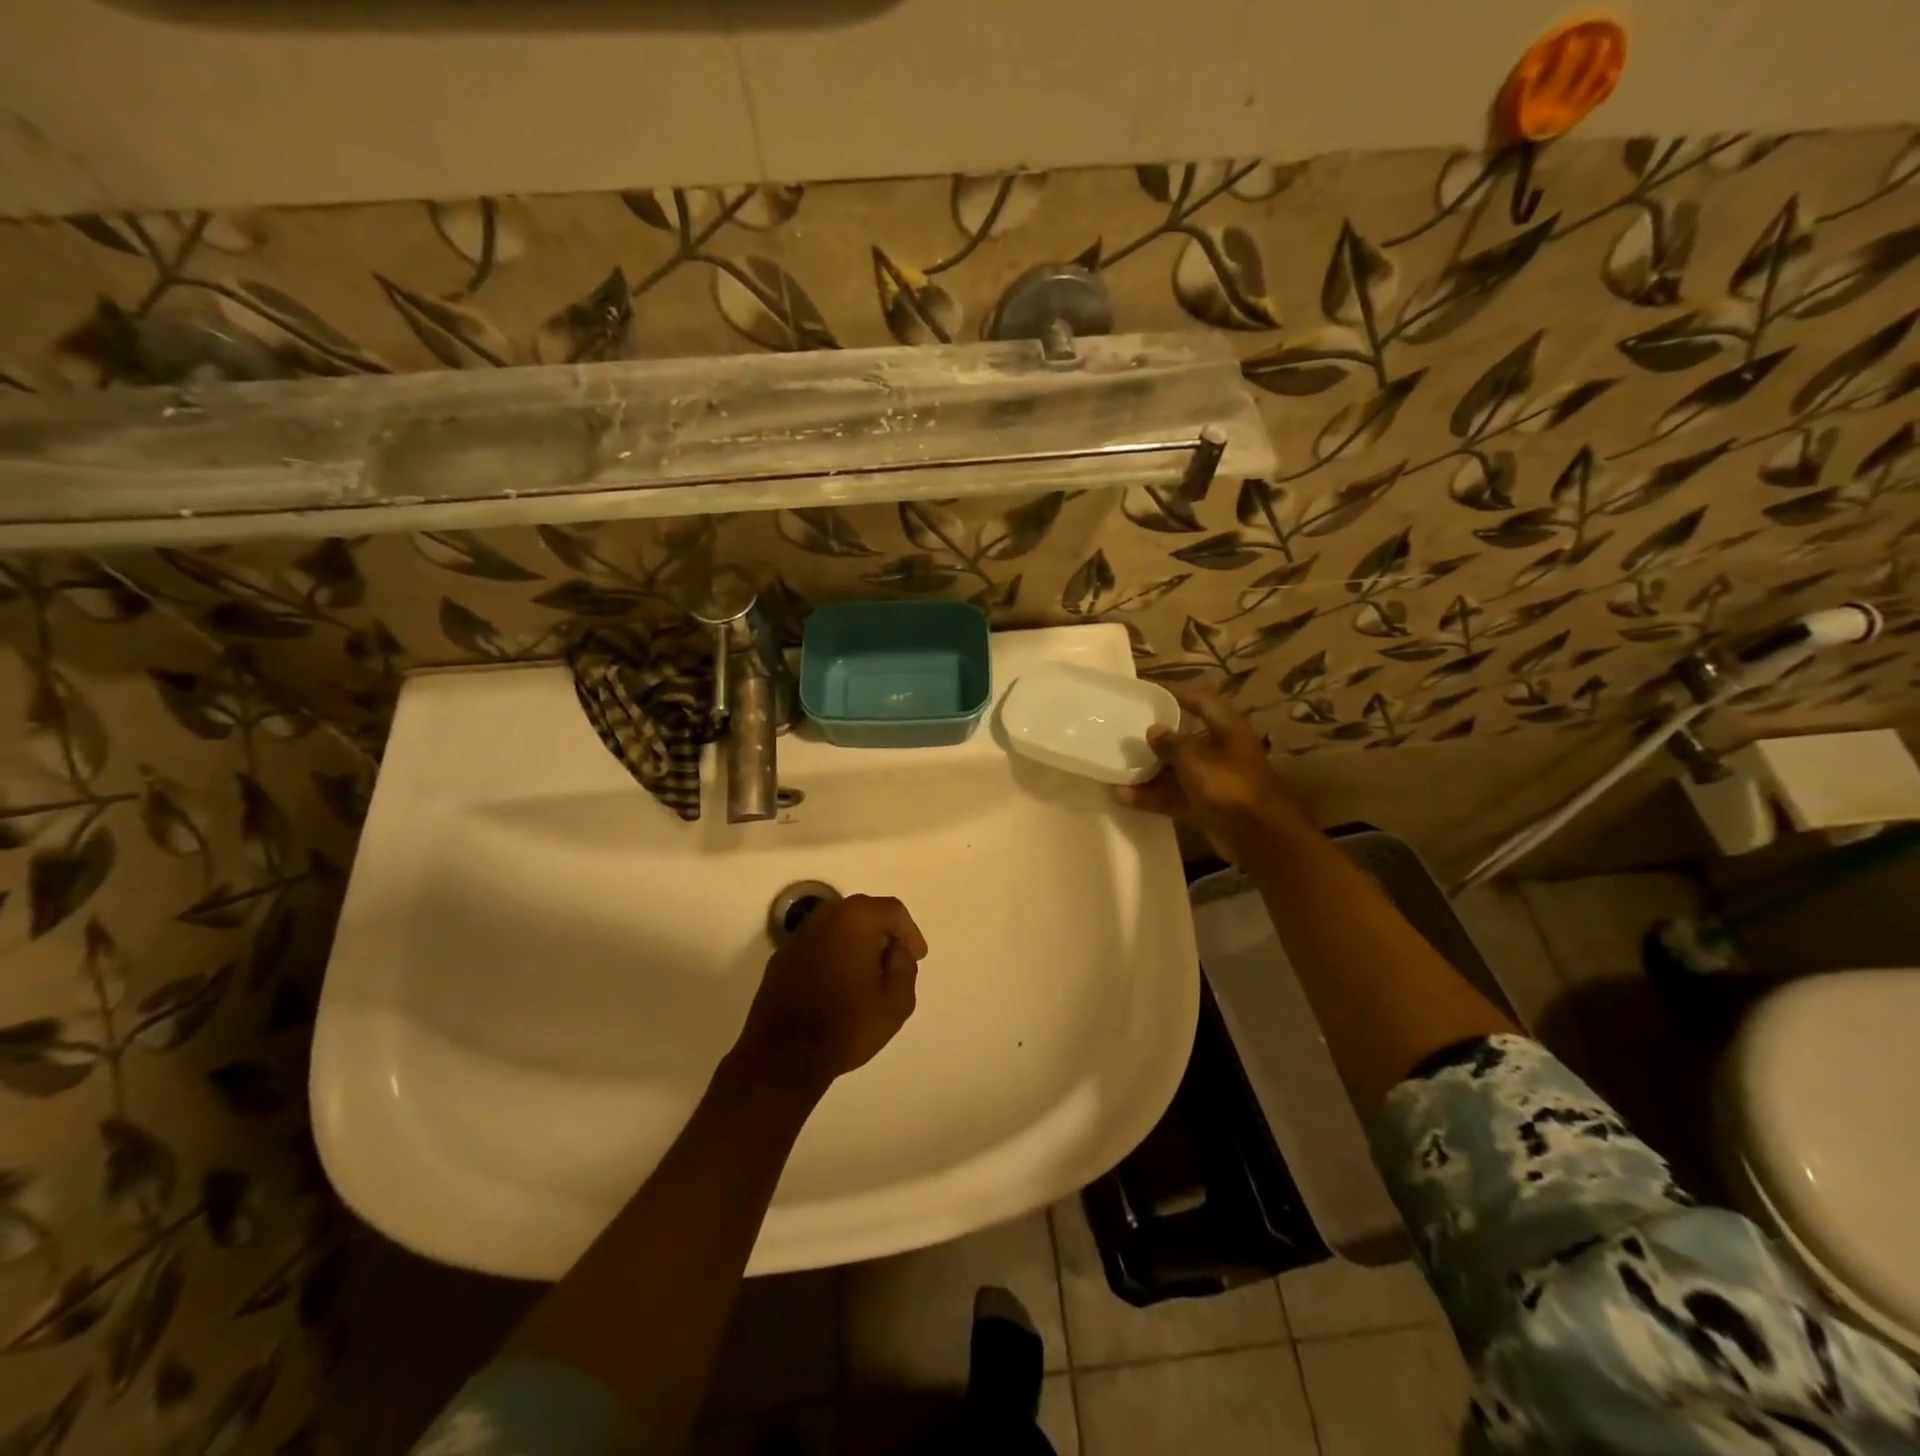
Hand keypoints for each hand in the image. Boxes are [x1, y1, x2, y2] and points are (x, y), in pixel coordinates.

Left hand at [733, 894, 927, 1092]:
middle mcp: (824, 917)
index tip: (917, 956)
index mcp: (855, 918)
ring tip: (868, 975)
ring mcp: (798, 937)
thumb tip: (896, 951)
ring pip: (837, 929)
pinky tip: (838, 985)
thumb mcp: (897, 1001)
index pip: (892, 910)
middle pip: (862, 913)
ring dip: (855, 944)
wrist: (784, 1056)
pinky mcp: (780, 959)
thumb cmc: (847, 1024)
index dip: (909, 932)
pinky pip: (816, 947)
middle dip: (882, 934)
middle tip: (894, 961)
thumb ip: (905, 966)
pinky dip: (832, 956)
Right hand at [1114, 690, 1309, 864]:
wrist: (1258, 836)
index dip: (1179, 696)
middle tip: (1126, 734)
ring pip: (1175, 771)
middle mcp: (1221, 752)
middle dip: (1156, 740)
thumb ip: (1171, 743)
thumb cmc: (1228, 785)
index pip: (1202, 703)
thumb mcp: (1194, 758)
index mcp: (1227, 730)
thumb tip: (1153, 730)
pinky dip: (1151, 797)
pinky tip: (1122, 797)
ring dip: (1148, 772)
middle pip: (1185, 740)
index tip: (1150, 696)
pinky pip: (1173, 797)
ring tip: (1116, 769)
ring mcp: (1212, 781)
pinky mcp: (1204, 807)